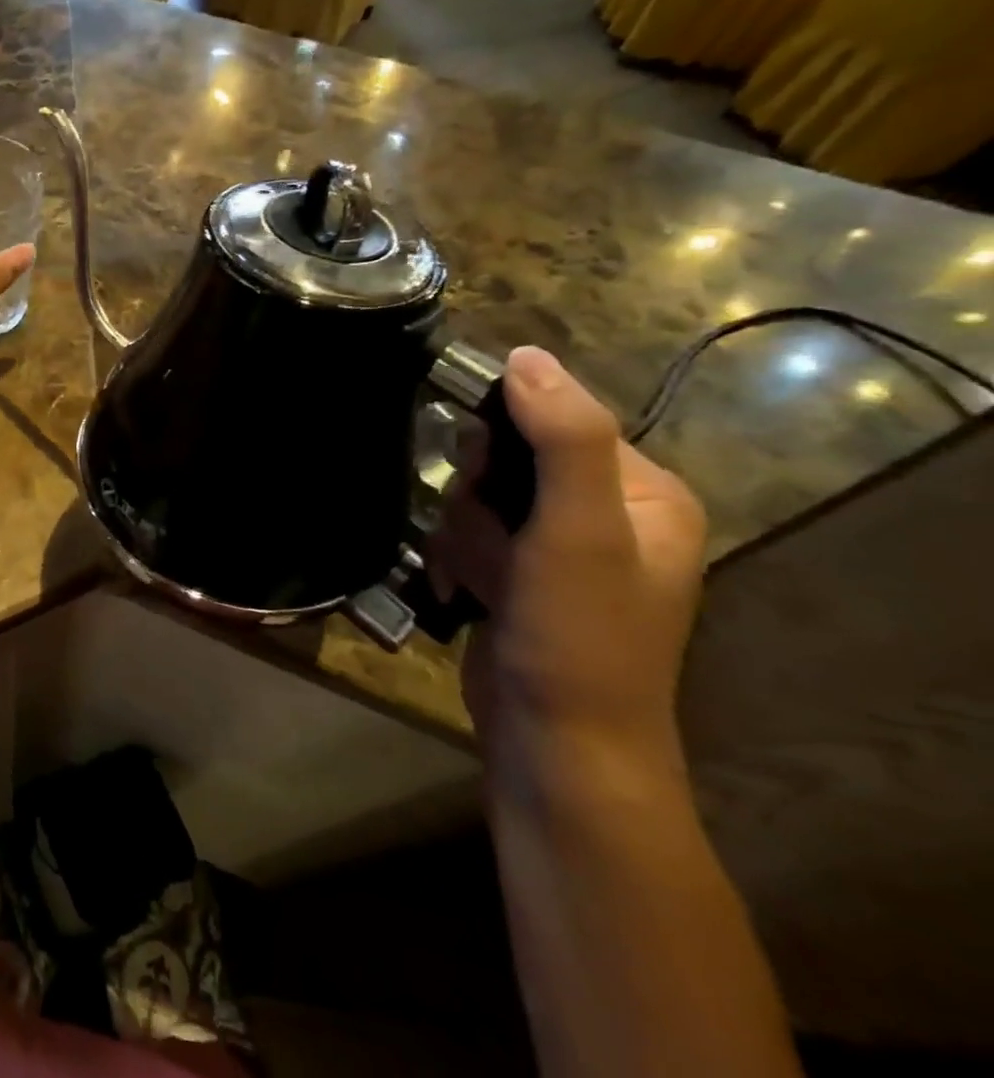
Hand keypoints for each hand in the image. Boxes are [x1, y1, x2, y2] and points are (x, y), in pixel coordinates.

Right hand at [429, 347, 706, 781]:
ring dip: (464, 532)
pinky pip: (472, 536)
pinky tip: (464, 590)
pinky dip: (458, 557)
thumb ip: (564, 440)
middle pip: (512, 459)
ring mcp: (560, 550)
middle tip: (486, 538)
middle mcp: (608, 514)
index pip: (558, 418)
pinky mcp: (521, 578)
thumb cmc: (579, 638)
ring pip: (480, 497)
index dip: (505, 433)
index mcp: (645, 493)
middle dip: (479, 496)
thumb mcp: (579, 534)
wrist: (557, 749)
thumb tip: (527, 354)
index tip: (473, 468)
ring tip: (478, 576)